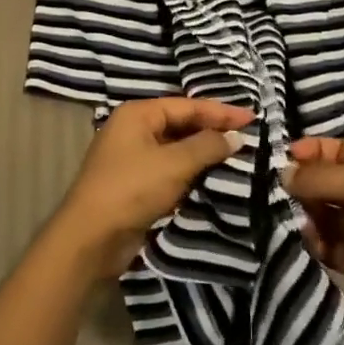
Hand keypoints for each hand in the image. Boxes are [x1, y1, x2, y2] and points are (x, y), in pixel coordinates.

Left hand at [53, 98, 255, 277]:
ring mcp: (133, 157)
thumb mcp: (174, 164)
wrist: (91, 238)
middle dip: (212, 130)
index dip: (220, 112)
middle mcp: (133, 129)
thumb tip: (235, 136)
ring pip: (176, 148)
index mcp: (137, 114)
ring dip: (203, 152)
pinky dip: (191, 171)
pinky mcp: (136, 183)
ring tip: (237, 156)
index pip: (186, 105)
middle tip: (247, 136)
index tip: (252, 118)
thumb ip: (207, 146)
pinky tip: (213, 177)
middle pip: (181, 123)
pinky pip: (170, 169)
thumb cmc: (132, 189)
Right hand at [286, 138, 343, 335]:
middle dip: (300, 184)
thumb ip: (322, 177)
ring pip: (319, 213)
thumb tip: (283, 174)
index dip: (311, 151)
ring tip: (293, 218)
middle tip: (278, 191)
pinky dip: (312, 243)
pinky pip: (324, 245)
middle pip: (322, 182)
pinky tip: (308, 241)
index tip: (284, 157)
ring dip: (303, 214)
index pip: (335, 151)